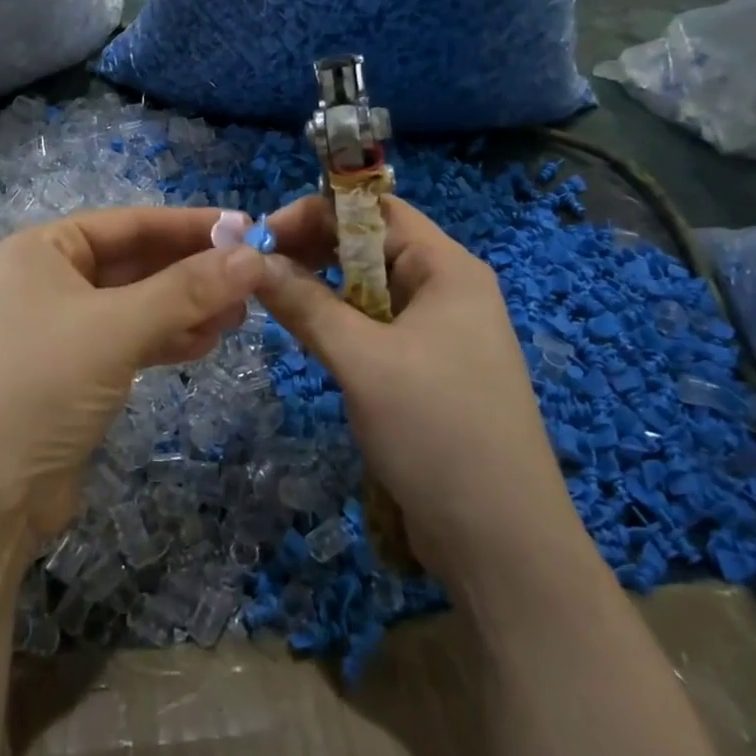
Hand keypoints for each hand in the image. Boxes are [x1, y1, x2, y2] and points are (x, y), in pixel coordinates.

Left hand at [0, 208, 265, 551]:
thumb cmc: (39, 387)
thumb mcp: (116, 329)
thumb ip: (187, 290)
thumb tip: (254, 256)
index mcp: (41, 250)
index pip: (129, 223)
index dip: (189, 225)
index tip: (246, 228)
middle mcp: (46, 281)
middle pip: (134, 263)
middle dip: (191, 271)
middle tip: (251, 279)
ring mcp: (58, 330)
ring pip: (135, 305)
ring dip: (185, 307)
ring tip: (238, 316)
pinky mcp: (70, 375)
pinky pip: (127, 341)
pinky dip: (165, 339)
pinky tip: (206, 343)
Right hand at [255, 194, 582, 587]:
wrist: (503, 544)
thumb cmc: (437, 432)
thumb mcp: (362, 361)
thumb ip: (306, 304)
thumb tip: (253, 261)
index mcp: (448, 269)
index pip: (375, 211)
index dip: (316, 212)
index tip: (262, 235)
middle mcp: (448, 290)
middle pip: (371, 246)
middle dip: (314, 250)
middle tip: (259, 270)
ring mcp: (441, 332)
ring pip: (370, 289)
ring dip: (323, 288)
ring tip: (275, 301)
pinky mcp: (430, 370)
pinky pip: (377, 327)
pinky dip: (341, 324)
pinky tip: (309, 336)